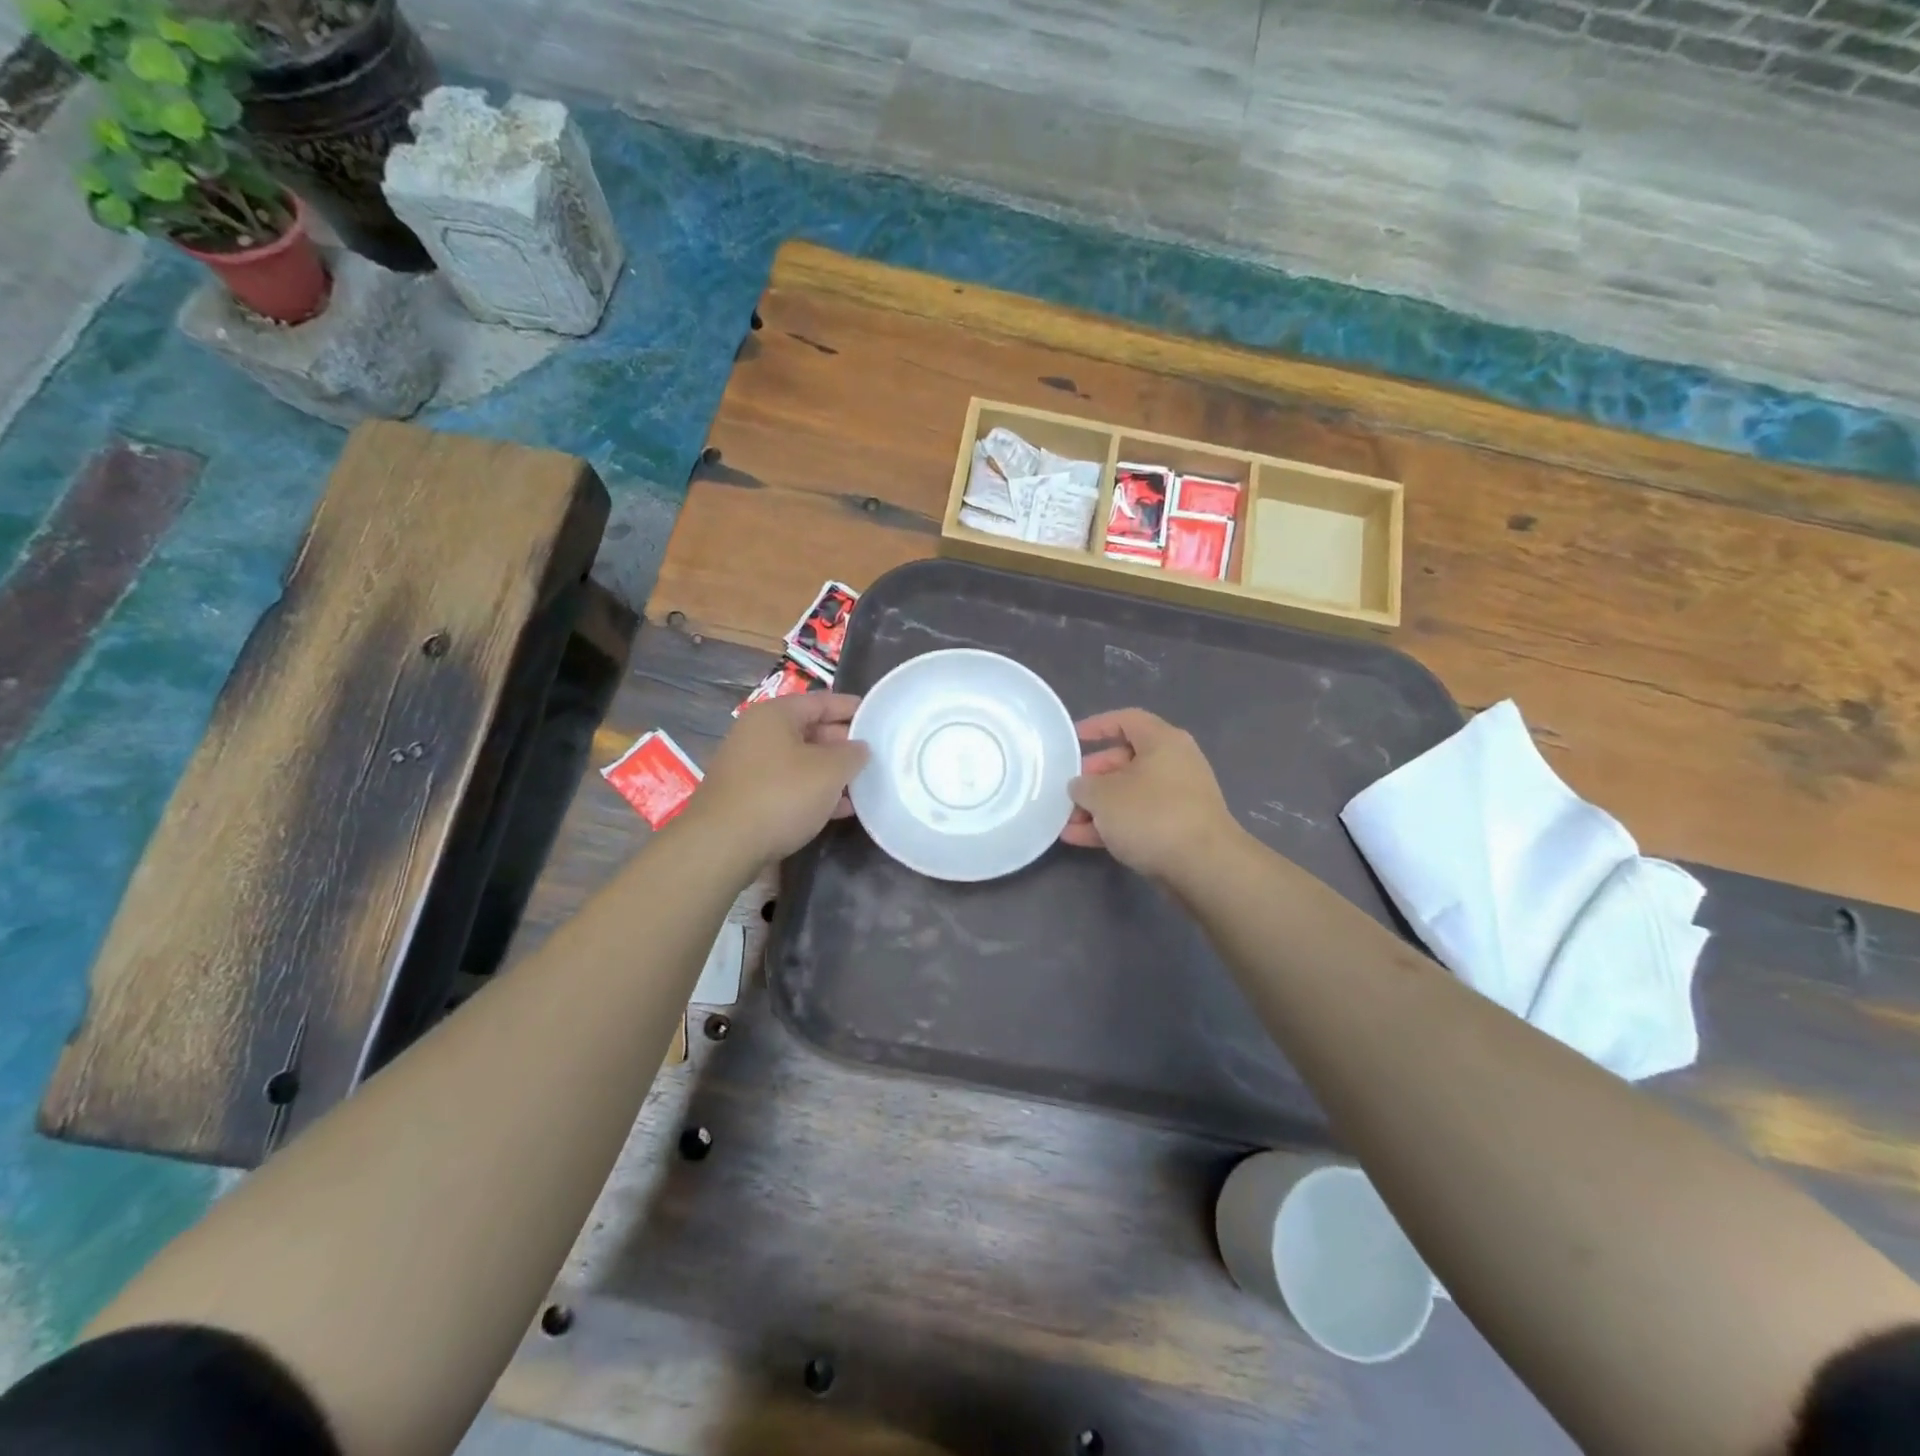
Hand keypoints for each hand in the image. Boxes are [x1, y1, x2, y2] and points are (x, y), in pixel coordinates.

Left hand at [683, 692, 867, 864]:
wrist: (724, 844)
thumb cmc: (781, 794)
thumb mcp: (829, 771)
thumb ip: (852, 754)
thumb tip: (860, 748)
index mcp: (775, 715)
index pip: (820, 701)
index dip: (851, 708)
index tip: (877, 717)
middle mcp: (757, 734)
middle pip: (809, 730)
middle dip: (842, 744)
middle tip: (874, 755)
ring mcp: (749, 766)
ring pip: (800, 761)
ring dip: (830, 772)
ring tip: (863, 784)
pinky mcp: (747, 797)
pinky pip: (788, 785)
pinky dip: (813, 792)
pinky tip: (839, 809)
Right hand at [1063, 708, 1241, 882]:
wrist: (1204, 866)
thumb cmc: (1151, 815)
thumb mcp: (1104, 796)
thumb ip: (1084, 786)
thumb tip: (1080, 786)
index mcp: (1162, 742)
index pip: (1126, 720)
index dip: (1097, 726)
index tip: (1072, 739)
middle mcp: (1174, 764)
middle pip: (1125, 760)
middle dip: (1092, 776)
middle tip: (1067, 789)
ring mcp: (1178, 799)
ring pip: (1129, 794)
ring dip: (1097, 806)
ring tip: (1065, 820)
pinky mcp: (1177, 829)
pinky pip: (1137, 819)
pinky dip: (1111, 825)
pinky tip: (1078, 838)